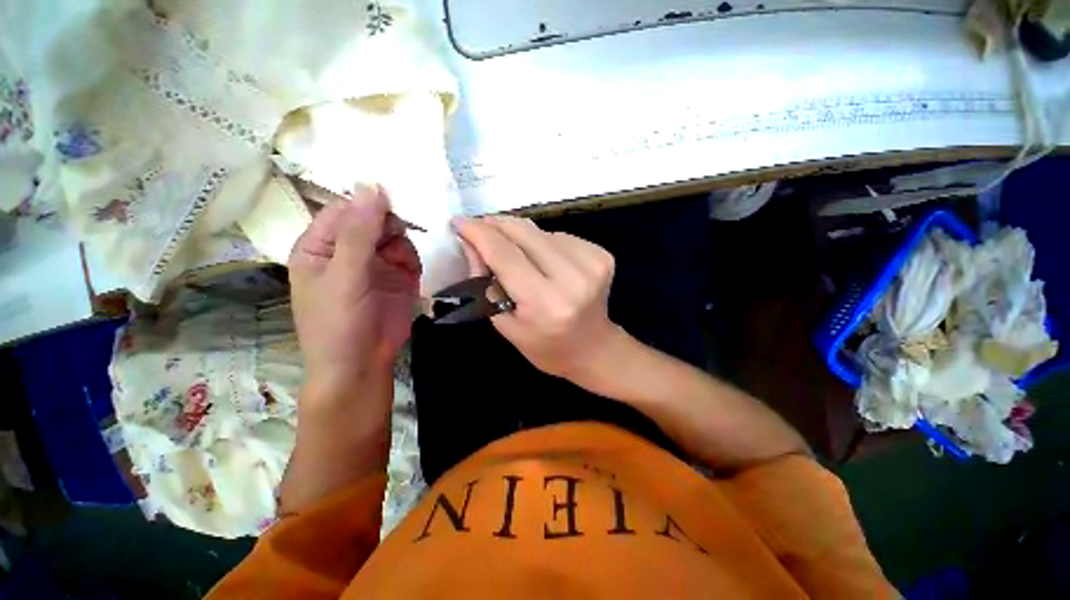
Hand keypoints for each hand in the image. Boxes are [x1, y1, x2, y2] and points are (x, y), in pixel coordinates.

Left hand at [288, 185, 420, 398]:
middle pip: (373, 220)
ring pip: (395, 236)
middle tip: (399, 241)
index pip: (345, 210)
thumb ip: (359, 232)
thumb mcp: (345, 275)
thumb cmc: (338, 323)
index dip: (368, 204)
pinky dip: (412, 259)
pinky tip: (411, 273)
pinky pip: (409, 255)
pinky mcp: (397, 276)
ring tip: (403, 266)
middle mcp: (348, 250)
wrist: (361, 365)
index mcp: (320, 245)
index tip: (395, 205)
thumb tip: (372, 185)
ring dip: (403, 245)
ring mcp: (375, 263)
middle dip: (390, 226)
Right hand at [453, 215, 620, 383]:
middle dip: (497, 225)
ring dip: (520, 235)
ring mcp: (592, 263)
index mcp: (546, 303)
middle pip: (525, 233)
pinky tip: (543, 259)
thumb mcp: (505, 324)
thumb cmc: (544, 345)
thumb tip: (472, 243)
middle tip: (479, 227)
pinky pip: (560, 236)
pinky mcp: (602, 255)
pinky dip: (544, 242)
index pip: (505, 255)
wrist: (592, 348)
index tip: (459, 222)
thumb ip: (485, 283)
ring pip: (541, 232)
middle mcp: (573, 279)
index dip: (479, 233)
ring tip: (515, 253)